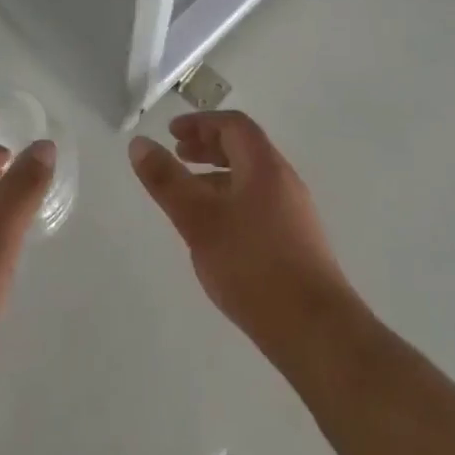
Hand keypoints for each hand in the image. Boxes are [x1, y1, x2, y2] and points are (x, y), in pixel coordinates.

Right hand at [129, 112, 352, 353]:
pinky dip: (232, 201)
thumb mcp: (199, 220)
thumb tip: (139, 143)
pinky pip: (259, 204)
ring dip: (219, 177)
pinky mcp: (298, 243)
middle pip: (244, 149)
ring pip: (251, 179)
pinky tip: (218, 234)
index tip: (172, 134)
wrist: (316, 330)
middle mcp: (284, 181)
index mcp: (265, 165)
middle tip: (178, 156)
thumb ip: (167, 181)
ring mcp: (295, 213)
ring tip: (191, 196)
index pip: (233, 125)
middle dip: (208, 147)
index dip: (201, 123)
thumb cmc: (253, 265)